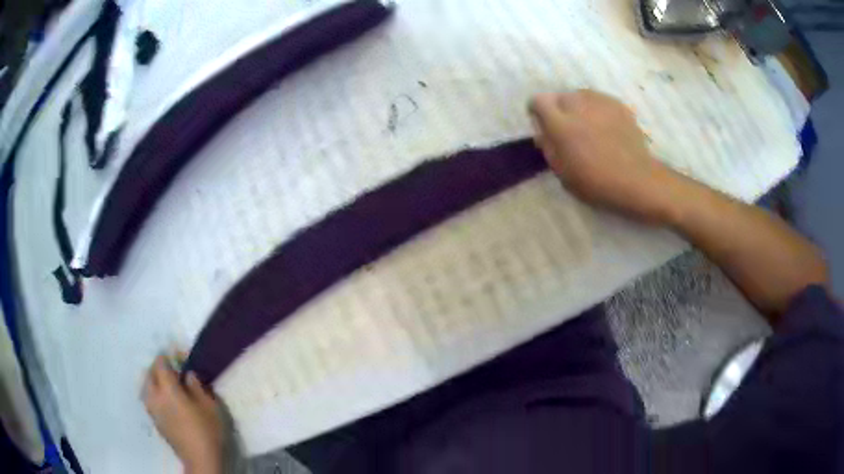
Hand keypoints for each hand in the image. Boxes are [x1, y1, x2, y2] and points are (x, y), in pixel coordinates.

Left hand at [143, 356, 224, 473]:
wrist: (200, 459)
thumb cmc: (207, 431)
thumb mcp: (210, 406)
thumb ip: (197, 386)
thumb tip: (188, 374)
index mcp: (168, 390)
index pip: (160, 364)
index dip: (168, 356)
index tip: (179, 357)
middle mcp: (155, 396)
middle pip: (149, 373)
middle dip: (158, 367)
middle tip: (173, 370)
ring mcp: (153, 410)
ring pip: (146, 387)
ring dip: (154, 380)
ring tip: (166, 384)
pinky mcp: (155, 421)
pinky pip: (149, 399)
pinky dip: (154, 393)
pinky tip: (165, 400)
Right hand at [529, 90, 679, 223]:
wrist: (637, 180)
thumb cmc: (597, 182)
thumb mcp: (562, 172)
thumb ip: (548, 145)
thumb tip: (543, 129)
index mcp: (560, 123)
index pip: (538, 101)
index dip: (537, 112)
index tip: (544, 125)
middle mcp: (577, 104)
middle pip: (559, 97)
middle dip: (559, 110)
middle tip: (569, 130)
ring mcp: (600, 101)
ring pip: (580, 96)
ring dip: (579, 107)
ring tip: (589, 127)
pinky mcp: (617, 103)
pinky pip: (599, 100)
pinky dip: (597, 109)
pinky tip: (606, 127)